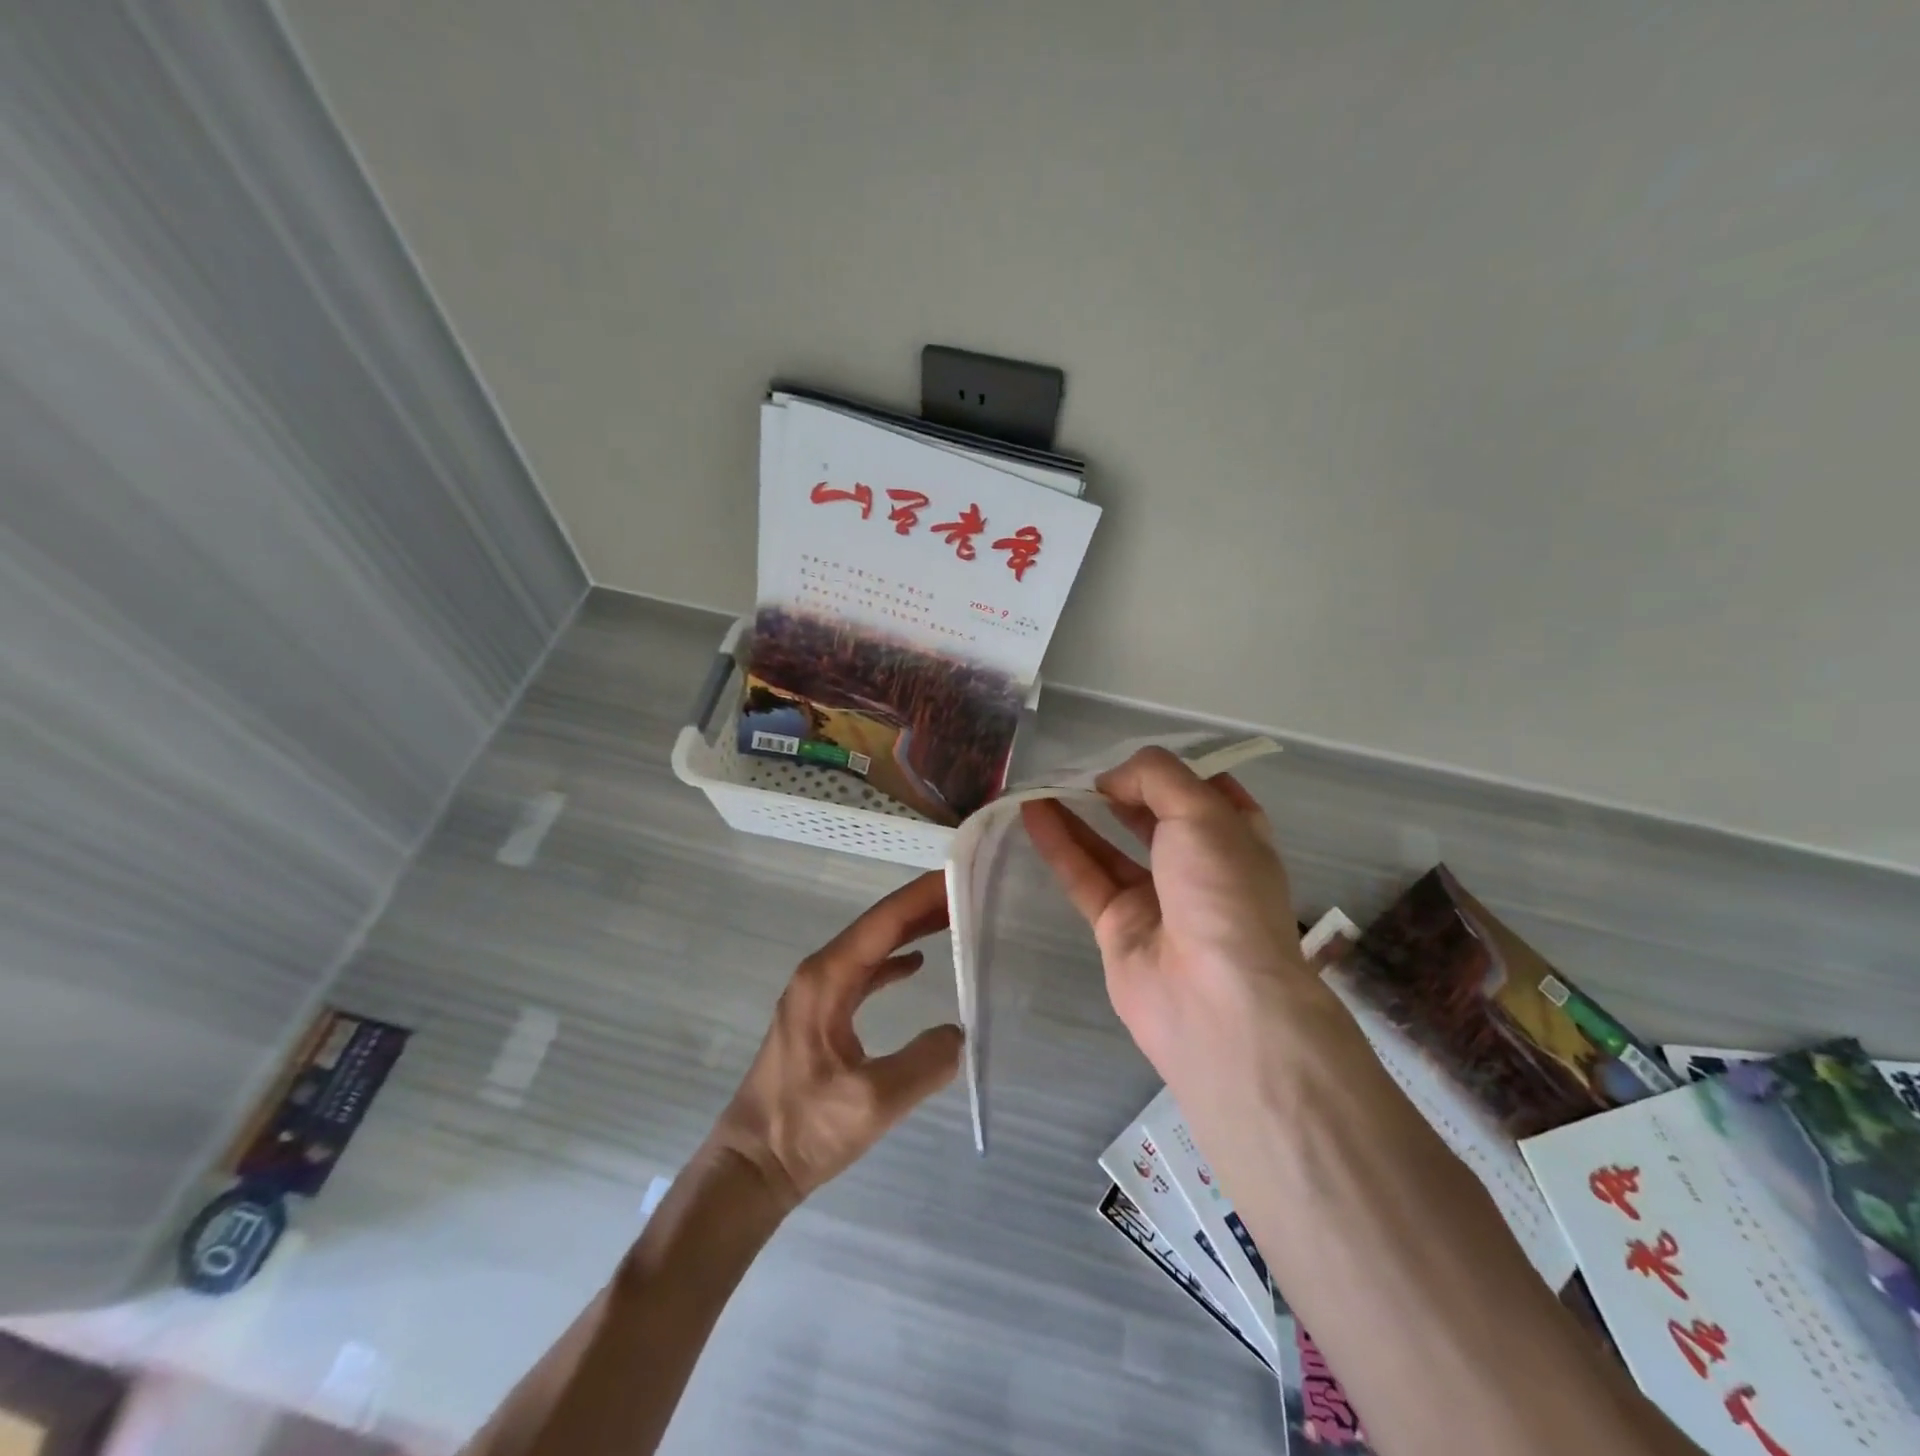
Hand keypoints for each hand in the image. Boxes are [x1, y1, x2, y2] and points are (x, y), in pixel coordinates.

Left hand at [704, 871, 963, 1214]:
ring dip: (910, 930)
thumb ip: (924, 1063)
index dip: (922, 896)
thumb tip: (960, 1033)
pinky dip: (893, 960)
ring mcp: (818, 992)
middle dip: (922, 906)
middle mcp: (820, 973)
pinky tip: (917, 962)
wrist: (752, 1166)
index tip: (960, 876)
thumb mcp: (873, 1102)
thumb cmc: (804, 1130)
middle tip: (968, 892)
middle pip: (878, 925)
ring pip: (872, 946)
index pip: (883, 921)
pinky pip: (864, 972)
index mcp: (827, 979)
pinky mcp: (822, 1014)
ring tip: (953, 918)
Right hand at [1021, 747, 1331, 1117]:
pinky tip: (1032, 811)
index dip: (1172, 770)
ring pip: (1110, 847)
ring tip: (1043, 782)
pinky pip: (1084, 876)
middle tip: (1082, 769)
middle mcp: (1198, 866)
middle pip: (1153, 817)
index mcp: (1235, 837)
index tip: (1135, 757)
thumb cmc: (1223, 892)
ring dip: (1079, 813)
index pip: (1205, 792)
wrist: (1215, 999)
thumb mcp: (1202, 812)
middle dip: (1120, 790)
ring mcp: (1156, 900)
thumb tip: (1111, 779)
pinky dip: (1059, 844)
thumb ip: (1155, 778)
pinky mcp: (1117, 927)